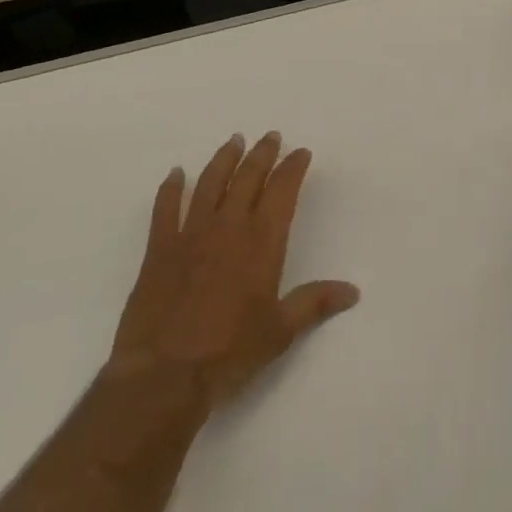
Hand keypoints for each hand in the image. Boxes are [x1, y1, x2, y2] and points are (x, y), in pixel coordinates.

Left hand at [111, 132, 359, 414]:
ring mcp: (190, 234)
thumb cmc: (230, 352)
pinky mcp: (159, 249)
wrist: (164, 374)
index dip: (293, 168)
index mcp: (261, 242)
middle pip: (247, 178)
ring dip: (224, 159)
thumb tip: (352, 291)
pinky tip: (175, 174)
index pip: (282, 191)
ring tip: (234, 141)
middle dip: (262, 154)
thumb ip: (314, 303)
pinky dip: (171, 188)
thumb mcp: (280, 331)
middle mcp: (228, 227)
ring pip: (210, 183)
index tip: (300, 153)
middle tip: (270, 137)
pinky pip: (165, 208)